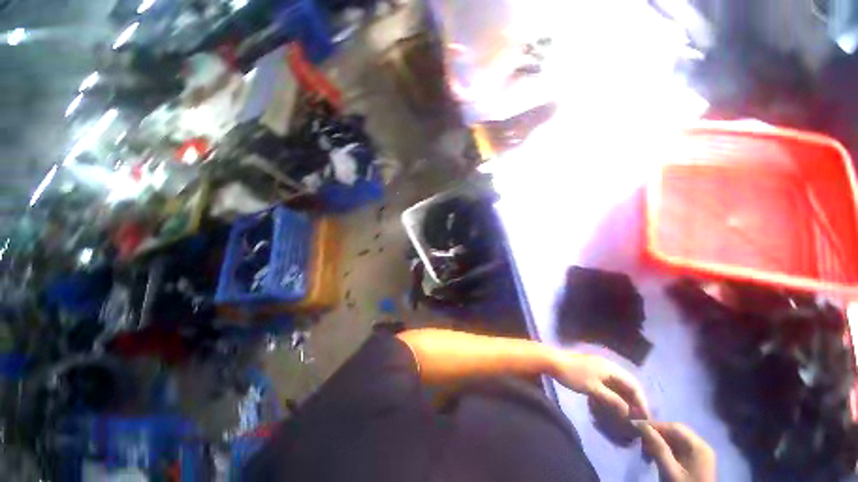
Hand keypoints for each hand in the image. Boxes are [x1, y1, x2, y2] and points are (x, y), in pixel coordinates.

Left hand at [552, 352, 648, 418]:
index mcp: (611, 368)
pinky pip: (608, 382)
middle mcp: (608, 365)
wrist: (552, 361)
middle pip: (627, 383)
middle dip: (633, 400)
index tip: (645, 417)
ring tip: (626, 412)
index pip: (634, 385)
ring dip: (623, 397)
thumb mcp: (594, 389)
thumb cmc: (573, 374)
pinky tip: (611, 402)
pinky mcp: (591, 369)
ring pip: (617, 383)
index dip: (641, 401)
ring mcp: (599, 366)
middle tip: (637, 417)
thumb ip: (613, 400)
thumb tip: (629, 412)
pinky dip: (612, 392)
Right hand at [636, 422, 715, 481]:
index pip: (674, 427)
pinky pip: (678, 450)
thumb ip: (657, 447)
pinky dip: (665, 451)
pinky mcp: (695, 463)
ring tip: (646, 451)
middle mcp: (701, 447)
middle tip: (640, 442)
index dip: (654, 426)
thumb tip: (639, 424)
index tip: (636, 429)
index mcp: (698, 446)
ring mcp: (699, 455)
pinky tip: (656, 457)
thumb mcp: (669, 470)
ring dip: (659, 443)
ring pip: (675, 441)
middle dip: (656, 435)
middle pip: (675, 433)